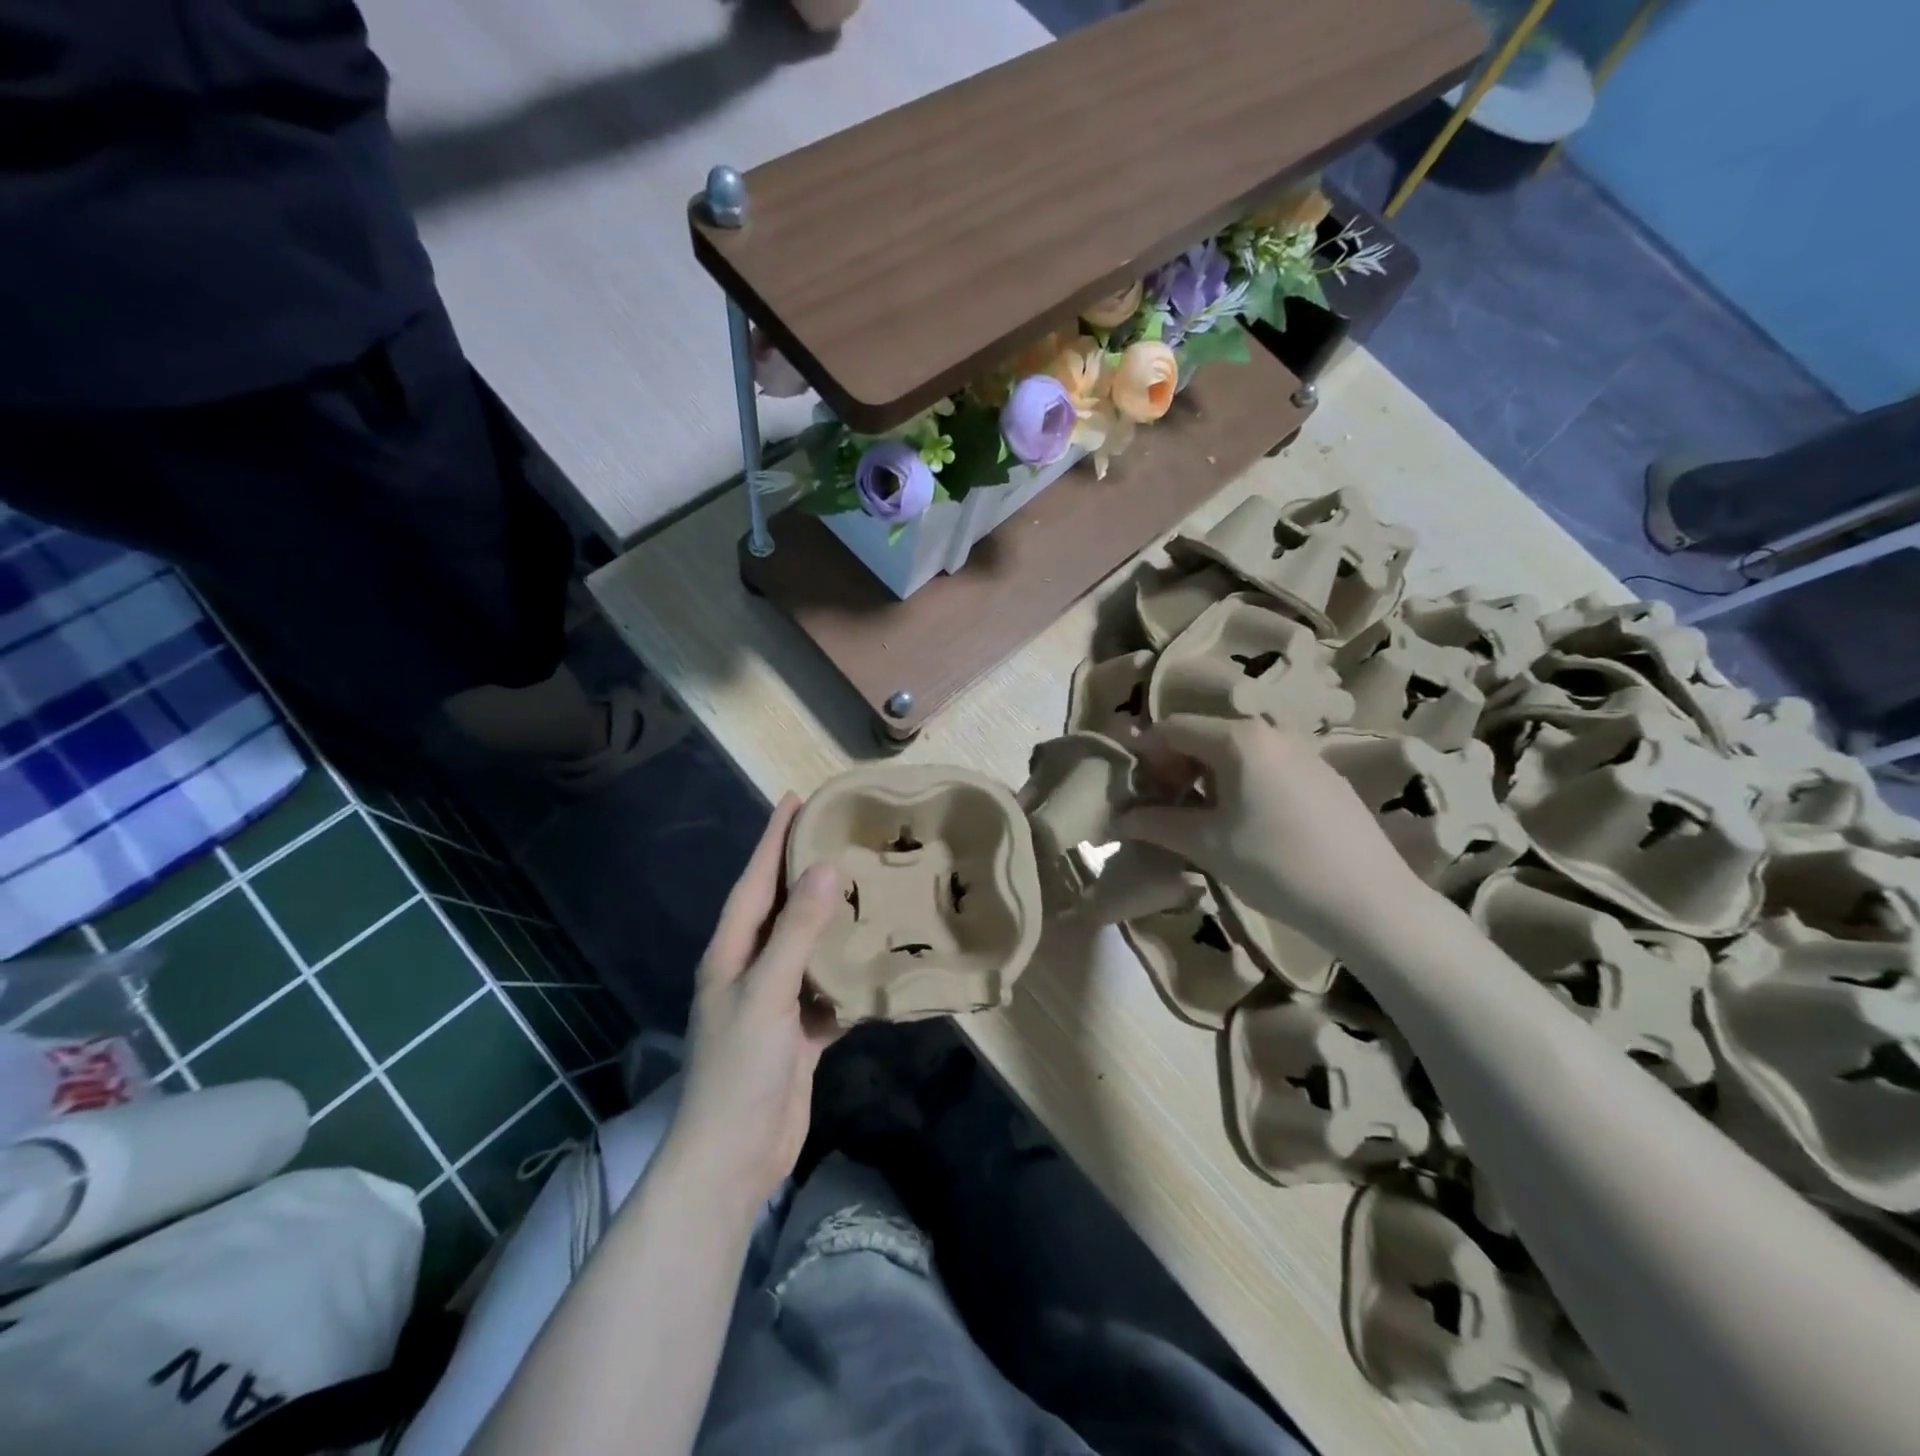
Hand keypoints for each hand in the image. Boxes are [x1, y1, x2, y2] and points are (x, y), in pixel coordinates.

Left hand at [672, 793, 843, 1205]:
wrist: (734, 1157)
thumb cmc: (741, 1068)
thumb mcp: (767, 992)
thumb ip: (798, 931)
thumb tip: (826, 868)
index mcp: (731, 952)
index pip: (754, 881)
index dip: (772, 839)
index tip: (797, 799)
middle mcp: (750, 969)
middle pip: (780, 908)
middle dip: (804, 870)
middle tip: (842, 834)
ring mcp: (775, 1002)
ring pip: (807, 946)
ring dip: (831, 919)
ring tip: (867, 886)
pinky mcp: (798, 1032)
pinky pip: (827, 988)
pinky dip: (848, 973)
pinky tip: (876, 958)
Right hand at [1117, 716, 1422, 951]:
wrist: (1369, 901)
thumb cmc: (1276, 865)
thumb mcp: (1206, 845)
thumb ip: (1156, 824)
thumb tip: (1117, 821)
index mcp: (1238, 739)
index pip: (1171, 728)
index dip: (1143, 754)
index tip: (1130, 789)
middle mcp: (1271, 732)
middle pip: (1203, 736)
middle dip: (1173, 767)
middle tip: (1160, 806)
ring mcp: (1303, 752)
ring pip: (1235, 753)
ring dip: (1205, 778)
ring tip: (1197, 819)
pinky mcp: (1323, 777)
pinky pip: (1265, 767)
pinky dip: (1239, 784)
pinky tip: (1243, 824)